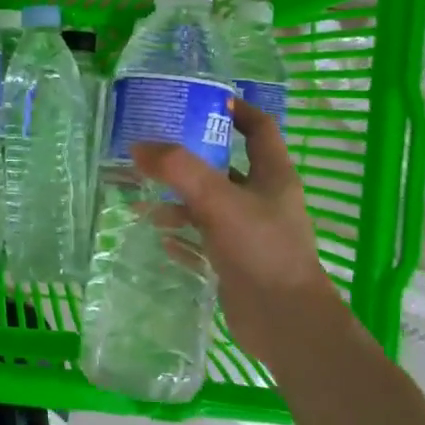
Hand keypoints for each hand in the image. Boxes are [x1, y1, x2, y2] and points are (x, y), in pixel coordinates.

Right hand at [130, 101, 353, 369]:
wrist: (285, 323)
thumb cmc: (261, 250)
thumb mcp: (218, 201)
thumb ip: (178, 170)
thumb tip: (139, 147)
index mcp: (272, 176)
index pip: (259, 129)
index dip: (237, 110)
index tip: (204, 100)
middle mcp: (263, 201)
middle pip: (225, 168)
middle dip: (188, 160)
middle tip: (152, 152)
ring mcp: (250, 234)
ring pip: (208, 207)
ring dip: (177, 203)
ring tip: (141, 203)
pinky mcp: (236, 264)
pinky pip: (203, 242)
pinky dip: (181, 237)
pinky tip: (158, 237)